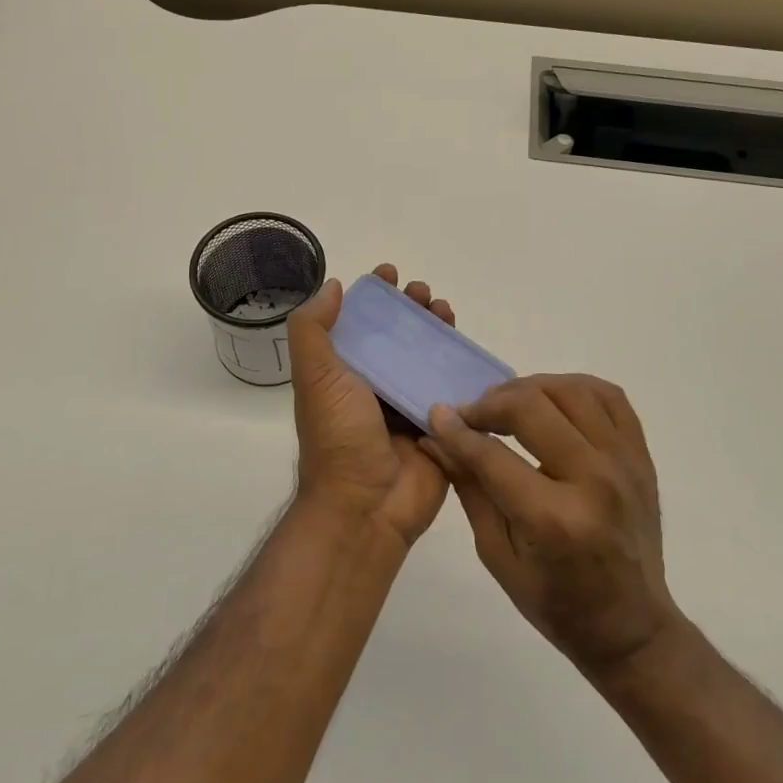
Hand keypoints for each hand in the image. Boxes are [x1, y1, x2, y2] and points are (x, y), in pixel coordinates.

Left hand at [287, 265, 454, 548]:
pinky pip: (452, 391)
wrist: (365, 507)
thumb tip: (333, 287)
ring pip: (427, 359)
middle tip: (425, 294)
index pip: (360, 324)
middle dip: (412, 310)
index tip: (390, 275)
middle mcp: (375, 386)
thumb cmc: (337, 435)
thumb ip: (314, 329)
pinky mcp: (438, 427)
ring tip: (446, 312)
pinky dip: (460, 367)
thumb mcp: (315, 376)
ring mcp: (407, 406)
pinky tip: (469, 349)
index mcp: (343, 373)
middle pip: (398, 337)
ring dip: (438, 332)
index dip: (374, 297)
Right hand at [424, 375, 680, 676]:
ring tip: (509, 405)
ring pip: (571, 390)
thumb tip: (435, 437)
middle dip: (490, 403)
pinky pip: (610, 396)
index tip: (437, 414)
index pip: (493, 454)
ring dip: (530, 388)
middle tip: (472, 416)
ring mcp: (625, 463)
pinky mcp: (641, 456)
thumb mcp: (498, 555)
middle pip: (533, 407)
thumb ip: (469, 488)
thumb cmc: (557, 603)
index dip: (458, 430)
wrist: (632, 628)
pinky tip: (552, 400)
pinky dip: (574, 387)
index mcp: (554, 519)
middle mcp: (594, 480)